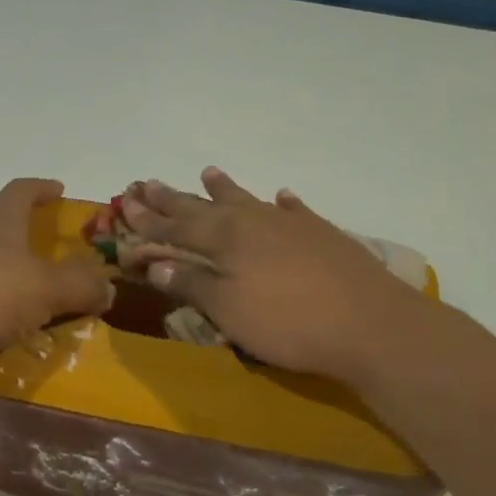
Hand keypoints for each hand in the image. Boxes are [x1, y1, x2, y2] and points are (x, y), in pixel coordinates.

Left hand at [0, 178, 114, 371]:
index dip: (41, 188)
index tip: (59, 190)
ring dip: (14, 278)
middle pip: (3, 229)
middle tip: (58, 259)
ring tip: (41, 303)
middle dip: (30, 240)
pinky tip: (12, 331)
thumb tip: (107, 287)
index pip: (19, 191)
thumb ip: (81, 286)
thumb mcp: (48, 288)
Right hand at [119, 167, 442, 386]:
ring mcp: (290, 224)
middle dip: (173, 198)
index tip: (125, 205)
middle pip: (204, 207)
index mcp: (225, 238)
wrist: (371, 324)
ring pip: (247, 200)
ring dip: (224, 188)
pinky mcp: (322, 234)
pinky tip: (282, 196)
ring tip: (208, 171)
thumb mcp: (228, 310)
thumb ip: (192, 284)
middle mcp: (253, 221)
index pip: (175, 228)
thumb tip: (156, 264)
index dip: (148, 221)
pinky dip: (283, 203)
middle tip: (147, 182)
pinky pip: (295, 211)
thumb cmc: (288, 323)